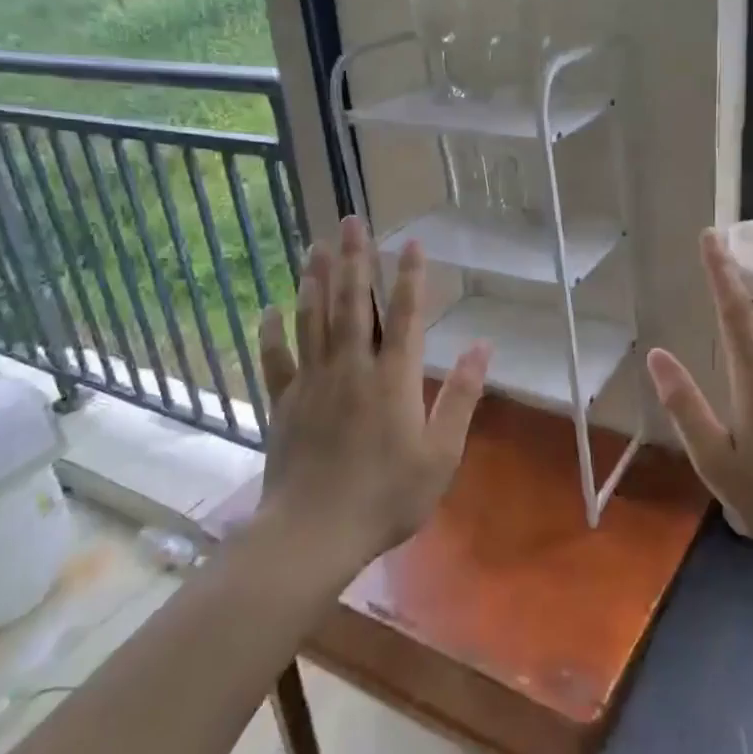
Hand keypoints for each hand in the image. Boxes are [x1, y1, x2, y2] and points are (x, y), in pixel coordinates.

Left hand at [255, 216, 490, 562]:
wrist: (314, 533)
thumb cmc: (388, 496)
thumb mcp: (442, 453)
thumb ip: (462, 396)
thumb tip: (483, 346)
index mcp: (393, 378)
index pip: (404, 314)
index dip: (409, 276)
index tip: (410, 241)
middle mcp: (352, 368)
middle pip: (352, 302)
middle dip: (355, 258)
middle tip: (350, 220)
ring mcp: (313, 382)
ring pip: (313, 319)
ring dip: (316, 279)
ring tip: (318, 245)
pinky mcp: (284, 402)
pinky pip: (276, 359)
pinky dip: (272, 332)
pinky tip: (269, 308)